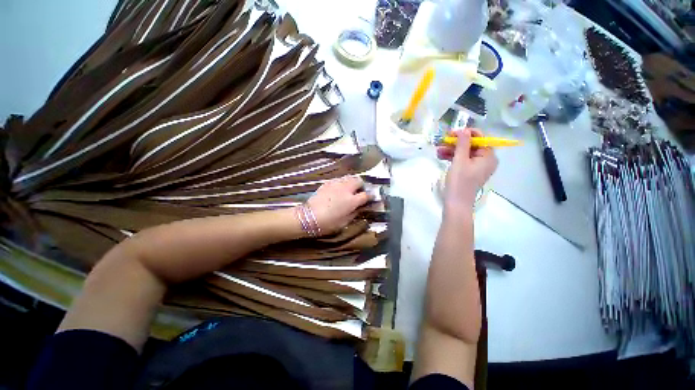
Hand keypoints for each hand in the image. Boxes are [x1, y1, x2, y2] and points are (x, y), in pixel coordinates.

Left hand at [306, 176, 369, 234]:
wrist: (308, 217)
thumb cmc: (328, 223)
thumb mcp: (345, 222)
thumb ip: (355, 213)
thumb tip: (361, 208)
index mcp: (352, 201)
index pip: (366, 195)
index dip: (370, 197)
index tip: (370, 199)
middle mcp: (346, 189)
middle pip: (359, 180)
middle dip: (361, 185)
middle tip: (359, 192)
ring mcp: (336, 184)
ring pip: (349, 177)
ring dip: (352, 182)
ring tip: (349, 189)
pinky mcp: (327, 183)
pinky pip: (338, 179)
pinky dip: (342, 183)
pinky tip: (338, 189)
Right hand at [437, 128, 497, 210]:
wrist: (456, 203)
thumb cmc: (459, 182)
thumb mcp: (460, 161)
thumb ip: (462, 144)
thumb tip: (464, 129)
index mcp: (488, 156)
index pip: (480, 138)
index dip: (466, 134)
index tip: (451, 133)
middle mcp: (486, 160)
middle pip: (471, 146)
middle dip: (456, 143)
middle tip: (442, 142)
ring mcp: (478, 167)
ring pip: (465, 153)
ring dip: (451, 150)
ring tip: (438, 150)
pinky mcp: (470, 172)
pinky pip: (462, 161)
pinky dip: (453, 158)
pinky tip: (441, 156)